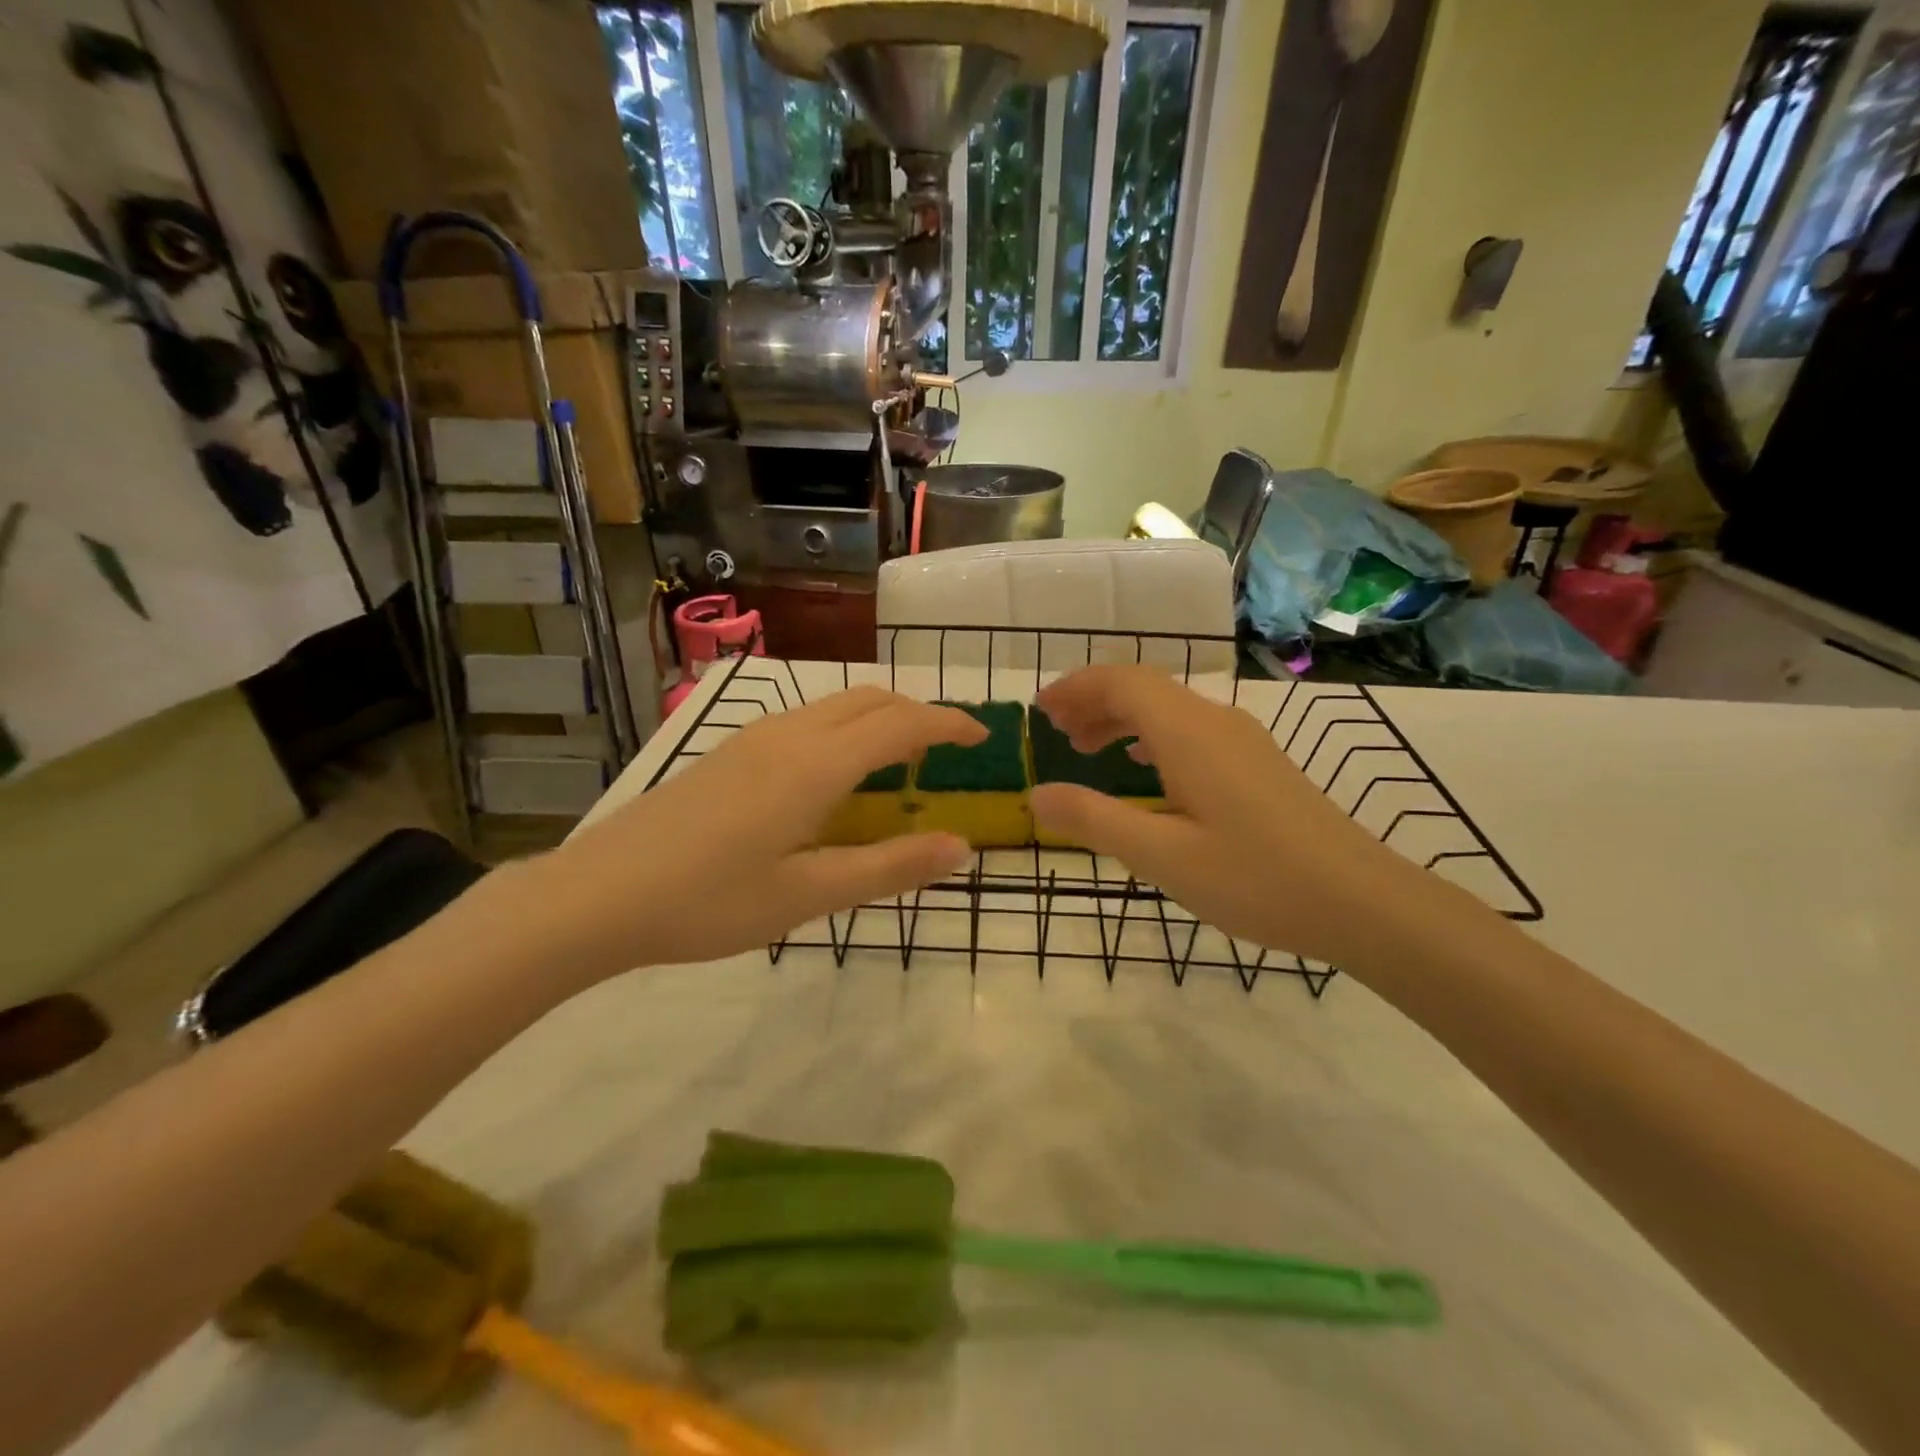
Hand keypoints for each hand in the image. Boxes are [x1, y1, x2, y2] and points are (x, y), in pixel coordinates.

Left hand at [529, 688, 983, 977]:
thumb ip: (889, 869)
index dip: (949, 723)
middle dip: (918, 713)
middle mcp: (788, 734)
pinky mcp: (728, 751)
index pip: (901, 724)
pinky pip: (806, 720)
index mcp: (815, 765)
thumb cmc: (708, 902)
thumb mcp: (807, 896)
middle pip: (871, 700)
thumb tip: (962, 848)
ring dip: (879, 718)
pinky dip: (844, 729)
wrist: (596, 895)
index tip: (984, 736)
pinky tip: (835, 774)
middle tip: (948, 750)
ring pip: (835, 705)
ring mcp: (752, 738)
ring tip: (900, 761)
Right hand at [1030, 666, 1447, 967]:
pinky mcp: (1258, 763)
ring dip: (1122, 718)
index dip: (1076, 687)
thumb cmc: (1255, 879)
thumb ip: (1093, 820)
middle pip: (1143, 688)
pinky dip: (1152, 735)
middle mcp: (1215, 722)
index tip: (1039, 710)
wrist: (1361, 901)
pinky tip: (1145, 767)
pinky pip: (1190, 729)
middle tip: (1055, 732)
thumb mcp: (1161, 856)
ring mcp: (1242, 740)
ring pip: (1168, 708)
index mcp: (1188, 733)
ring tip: (1087, 749)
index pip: (1121, 682)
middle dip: (1093, 701)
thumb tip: (1036, 795)